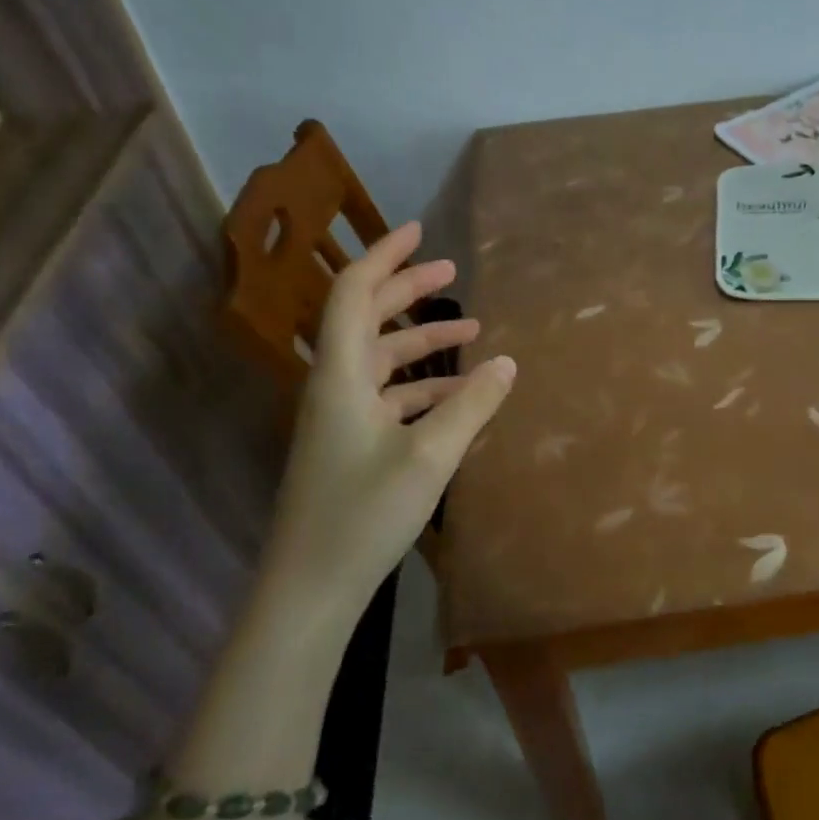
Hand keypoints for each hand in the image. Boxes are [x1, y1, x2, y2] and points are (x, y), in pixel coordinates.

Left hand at [264, 222, 514, 608]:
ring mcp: (339, 418)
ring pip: (382, 360)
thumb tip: (508, 362)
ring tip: (472, 332)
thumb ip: (472, 405)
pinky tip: (460, 396)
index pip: (355, 293)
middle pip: (367, 319)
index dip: (386, 257)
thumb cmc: (364, 515)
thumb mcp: (430, 456)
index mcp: (341, 375)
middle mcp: (335, 386)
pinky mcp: (349, 445)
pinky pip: (388, 397)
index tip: (420, 231)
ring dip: (422, 342)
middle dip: (408, 291)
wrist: (310, 589)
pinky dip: (422, 386)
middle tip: (453, 273)